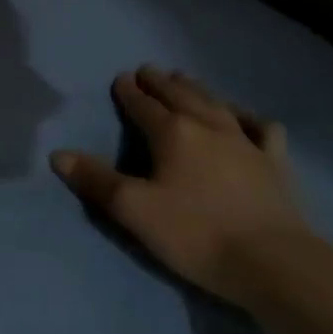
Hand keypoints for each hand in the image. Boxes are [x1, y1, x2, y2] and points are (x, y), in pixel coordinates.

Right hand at [51, 66, 306, 304]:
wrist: (274, 263)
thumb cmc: (196, 234)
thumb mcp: (135, 210)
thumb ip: (96, 180)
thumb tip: (57, 154)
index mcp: (172, 133)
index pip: (143, 105)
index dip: (129, 92)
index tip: (121, 78)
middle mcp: (208, 126)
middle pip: (180, 95)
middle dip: (160, 82)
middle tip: (147, 71)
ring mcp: (246, 142)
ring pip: (216, 103)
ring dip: (197, 89)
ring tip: (185, 80)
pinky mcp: (275, 162)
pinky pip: (261, 128)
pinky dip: (249, 117)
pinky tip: (246, 118)